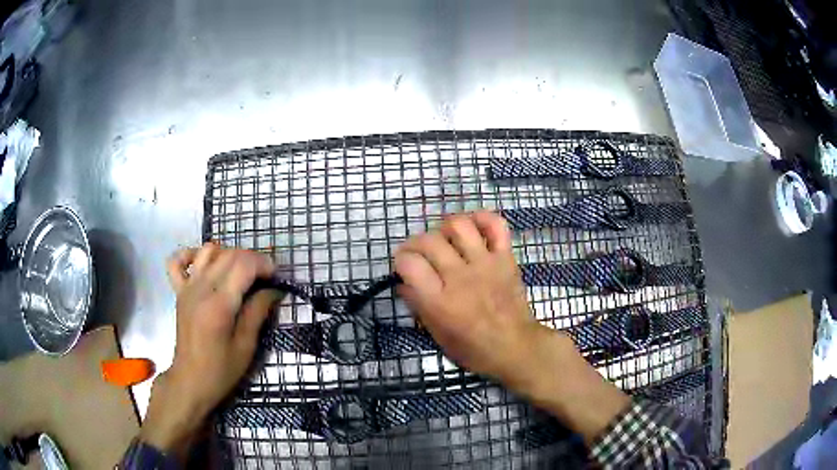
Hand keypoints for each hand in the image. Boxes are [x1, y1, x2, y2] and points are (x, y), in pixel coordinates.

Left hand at [140, 243, 277, 458]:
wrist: (190, 380)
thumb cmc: (221, 370)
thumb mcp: (246, 347)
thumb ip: (257, 313)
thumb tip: (274, 290)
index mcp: (219, 305)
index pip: (244, 265)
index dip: (264, 264)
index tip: (276, 277)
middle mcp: (201, 289)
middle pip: (229, 255)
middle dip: (252, 259)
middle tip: (265, 277)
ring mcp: (187, 287)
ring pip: (208, 251)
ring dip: (228, 254)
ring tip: (239, 271)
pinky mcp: (179, 291)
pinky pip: (177, 260)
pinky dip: (191, 255)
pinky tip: (204, 265)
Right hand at [395, 212, 629, 443]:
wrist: (515, 346)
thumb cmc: (473, 348)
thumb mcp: (437, 335)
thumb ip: (418, 305)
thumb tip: (402, 282)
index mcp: (440, 301)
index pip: (409, 263)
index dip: (401, 260)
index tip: (404, 266)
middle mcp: (460, 277)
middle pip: (429, 240)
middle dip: (416, 243)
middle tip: (420, 253)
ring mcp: (485, 264)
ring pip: (459, 226)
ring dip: (445, 227)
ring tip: (445, 239)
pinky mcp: (505, 258)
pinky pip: (495, 225)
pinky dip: (482, 218)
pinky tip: (472, 226)